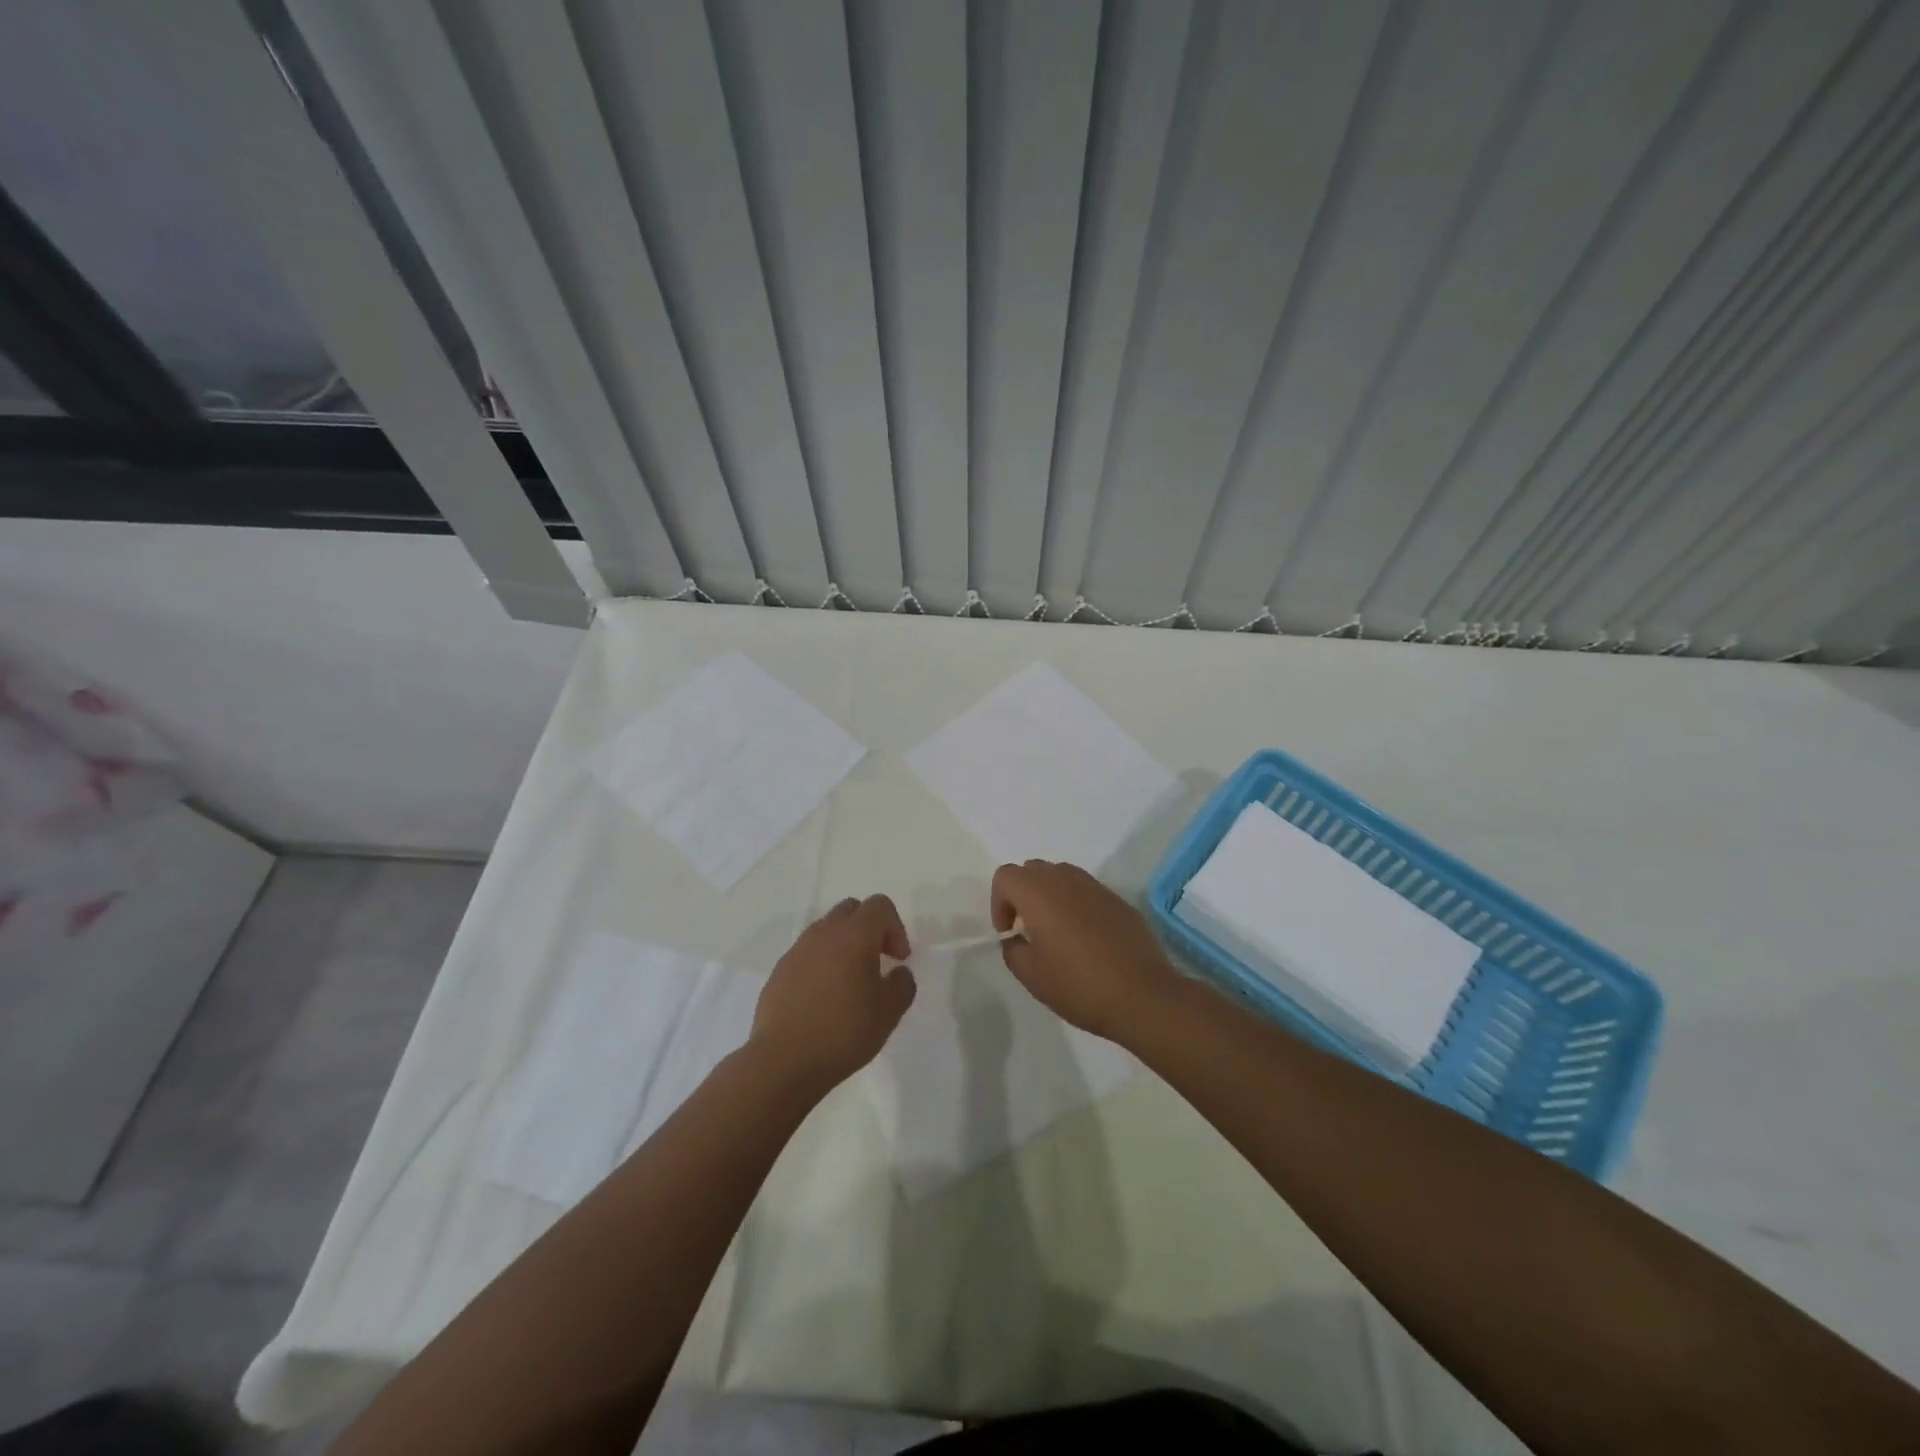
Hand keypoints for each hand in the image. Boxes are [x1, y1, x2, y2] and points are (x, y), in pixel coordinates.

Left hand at [750, 895, 915, 1093]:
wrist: (783, 1060)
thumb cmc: (844, 1031)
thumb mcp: (889, 1012)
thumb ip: (902, 984)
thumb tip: (898, 972)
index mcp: (854, 935)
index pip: (879, 905)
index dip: (896, 927)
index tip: (898, 959)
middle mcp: (824, 933)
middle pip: (851, 909)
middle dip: (869, 928)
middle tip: (878, 961)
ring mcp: (797, 950)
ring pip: (826, 930)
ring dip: (843, 945)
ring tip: (850, 981)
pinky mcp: (779, 971)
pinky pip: (807, 953)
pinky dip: (821, 963)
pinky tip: (824, 998)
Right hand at [991, 860, 1180, 1040]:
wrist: (1142, 995)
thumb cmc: (1079, 985)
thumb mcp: (1031, 976)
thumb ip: (1013, 949)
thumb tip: (1016, 938)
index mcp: (1039, 893)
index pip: (1006, 876)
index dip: (999, 902)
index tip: (1009, 932)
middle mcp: (1066, 880)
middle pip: (1033, 869)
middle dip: (1023, 893)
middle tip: (1028, 928)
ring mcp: (1096, 887)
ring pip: (1062, 876)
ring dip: (1051, 896)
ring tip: (1057, 932)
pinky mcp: (1118, 900)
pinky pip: (1087, 891)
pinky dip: (1077, 904)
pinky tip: (1087, 939)